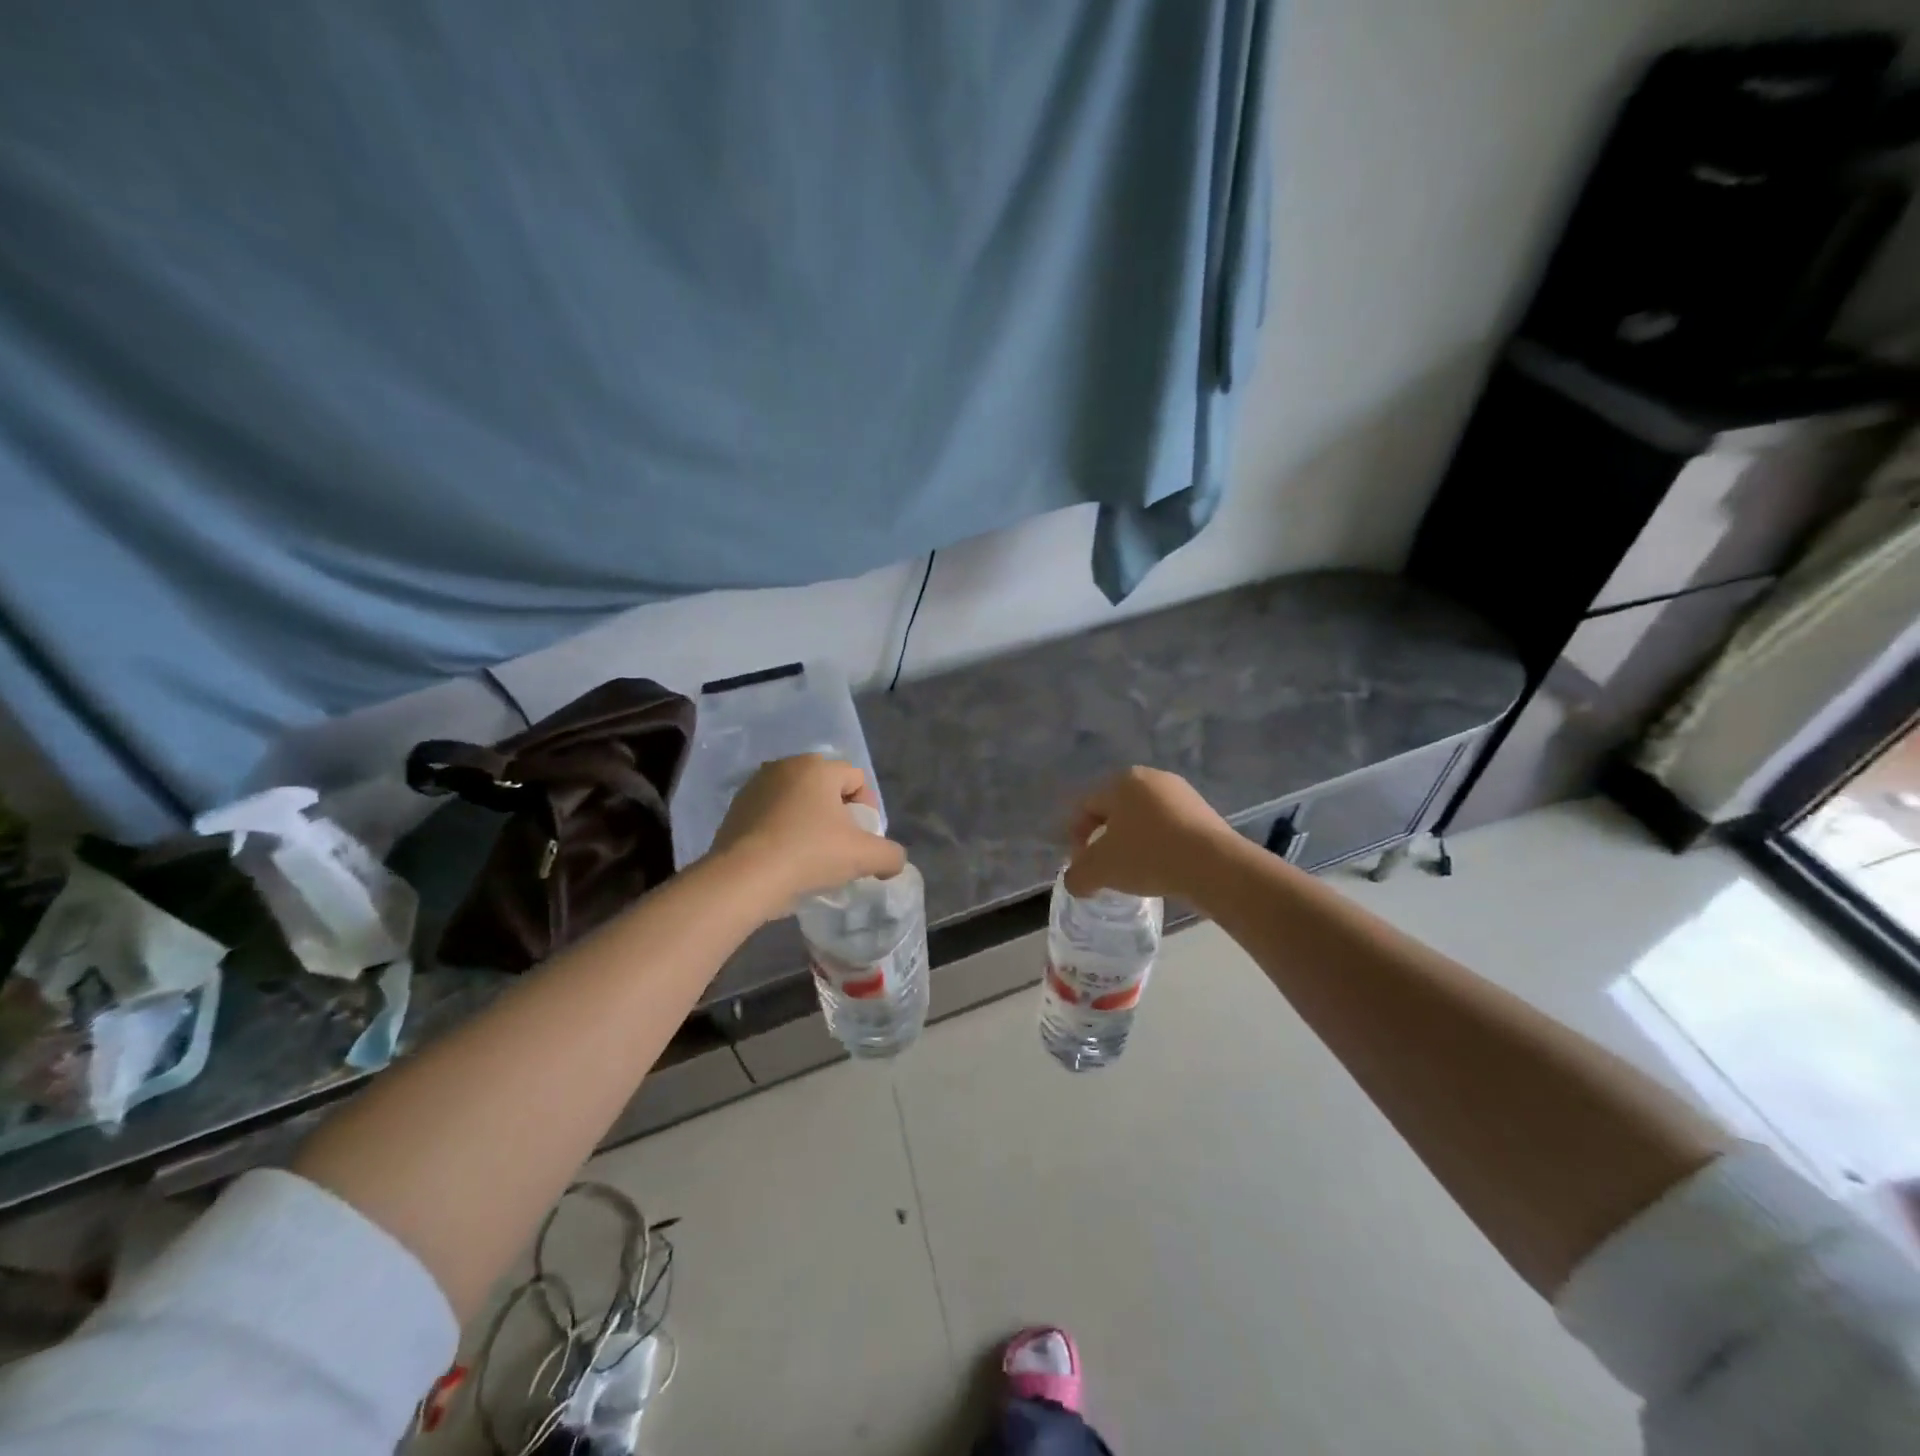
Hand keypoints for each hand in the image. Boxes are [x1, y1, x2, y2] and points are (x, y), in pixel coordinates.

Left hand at [706, 755, 906, 916]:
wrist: (743, 879)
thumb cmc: (809, 855)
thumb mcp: (864, 857)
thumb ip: (891, 855)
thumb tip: (892, 861)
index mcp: (817, 767)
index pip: (856, 778)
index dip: (867, 809)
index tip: (863, 839)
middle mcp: (785, 766)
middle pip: (825, 787)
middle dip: (837, 813)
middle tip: (840, 847)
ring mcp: (755, 786)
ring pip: (796, 800)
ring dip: (808, 821)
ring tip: (810, 855)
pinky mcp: (735, 809)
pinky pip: (770, 815)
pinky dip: (781, 830)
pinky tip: (783, 858)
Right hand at [1063, 767, 1234, 900]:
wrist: (1215, 866)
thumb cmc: (1149, 856)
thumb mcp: (1101, 870)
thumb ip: (1078, 876)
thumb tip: (1075, 882)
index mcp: (1122, 781)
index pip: (1087, 807)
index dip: (1077, 837)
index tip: (1082, 865)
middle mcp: (1152, 778)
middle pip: (1116, 811)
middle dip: (1106, 839)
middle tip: (1106, 868)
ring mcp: (1182, 793)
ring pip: (1144, 820)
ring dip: (1134, 844)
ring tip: (1135, 872)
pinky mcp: (1204, 813)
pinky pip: (1170, 829)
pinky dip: (1159, 846)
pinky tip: (1162, 868)